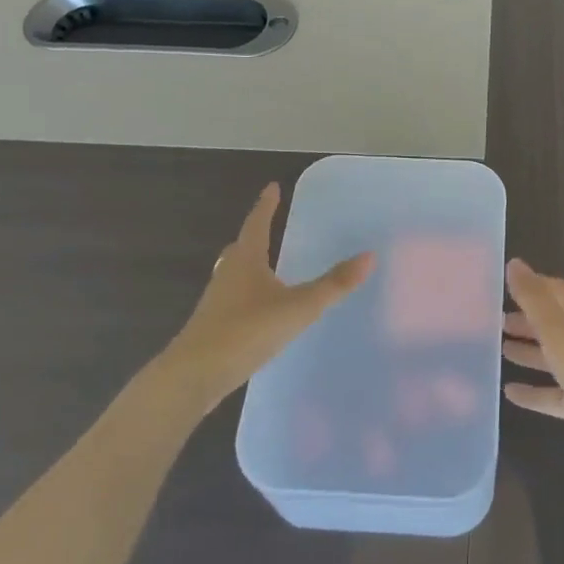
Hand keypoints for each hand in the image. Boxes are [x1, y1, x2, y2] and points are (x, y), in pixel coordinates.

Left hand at [162, 183, 374, 414]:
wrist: (193, 376)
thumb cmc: (246, 331)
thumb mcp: (298, 307)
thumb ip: (333, 284)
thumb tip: (369, 255)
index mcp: (246, 260)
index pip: (257, 222)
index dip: (267, 205)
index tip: (273, 187)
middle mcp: (228, 274)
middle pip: (241, 247)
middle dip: (255, 235)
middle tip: (269, 224)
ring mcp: (216, 301)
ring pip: (234, 273)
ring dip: (250, 265)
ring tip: (266, 266)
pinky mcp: (212, 327)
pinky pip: (233, 299)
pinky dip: (247, 294)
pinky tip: (259, 310)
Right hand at [500, 260, 563, 442]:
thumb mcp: (556, 327)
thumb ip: (532, 297)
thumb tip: (514, 263)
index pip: (556, 290)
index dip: (531, 286)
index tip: (503, 288)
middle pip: (554, 323)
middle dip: (526, 320)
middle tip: (495, 321)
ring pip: (553, 356)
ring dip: (528, 351)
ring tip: (499, 350)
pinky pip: (553, 391)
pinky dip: (533, 390)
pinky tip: (509, 392)